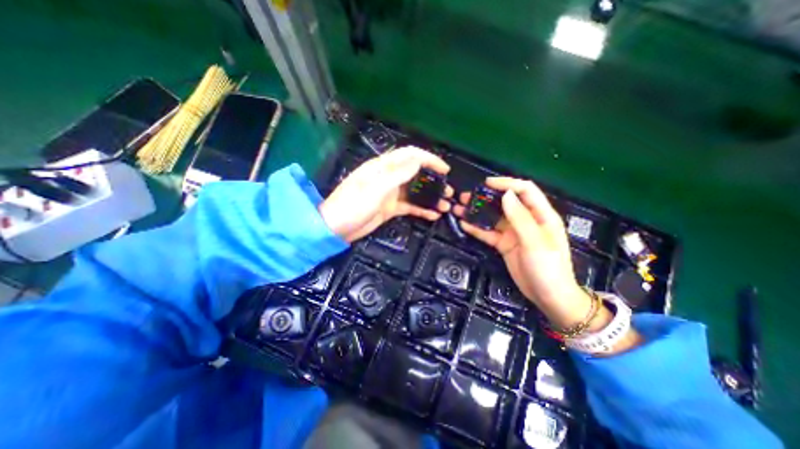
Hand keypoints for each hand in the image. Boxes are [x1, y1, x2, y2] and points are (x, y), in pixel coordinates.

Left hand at [320, 147, 452, 242]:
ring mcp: (390, 194)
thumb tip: (417, 161)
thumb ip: (396, 175)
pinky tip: (433, 215)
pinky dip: (421, 210)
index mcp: (383, 168)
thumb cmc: (352, 206)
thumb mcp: (374, 189)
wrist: (336, 228)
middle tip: (448, 190)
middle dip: (433, 180)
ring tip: (446, 205)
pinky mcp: (390, 208)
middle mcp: (388, 178)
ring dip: (430, 196)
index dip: (428, 159)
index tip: (444, 169)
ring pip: (414, 191)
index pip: (410, 155)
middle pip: (415, 173)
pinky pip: (409, 206)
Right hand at [452, 177, 588, 329]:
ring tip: (460, 208)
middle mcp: (526, 220)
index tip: (487, 183)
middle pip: (505, 202)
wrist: (548, 297)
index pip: (525, 191)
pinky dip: (476, 228)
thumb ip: (520, 217)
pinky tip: (464, 224)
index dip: (507, 183)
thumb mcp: (535, 242)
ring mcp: (513, 232)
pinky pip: (488, 233)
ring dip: (477, 212)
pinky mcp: (504, 244)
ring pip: (493, 217)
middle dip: (486, 197)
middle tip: (466, 196)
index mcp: (541, 215)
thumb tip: (506, 194)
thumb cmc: (548, 268)